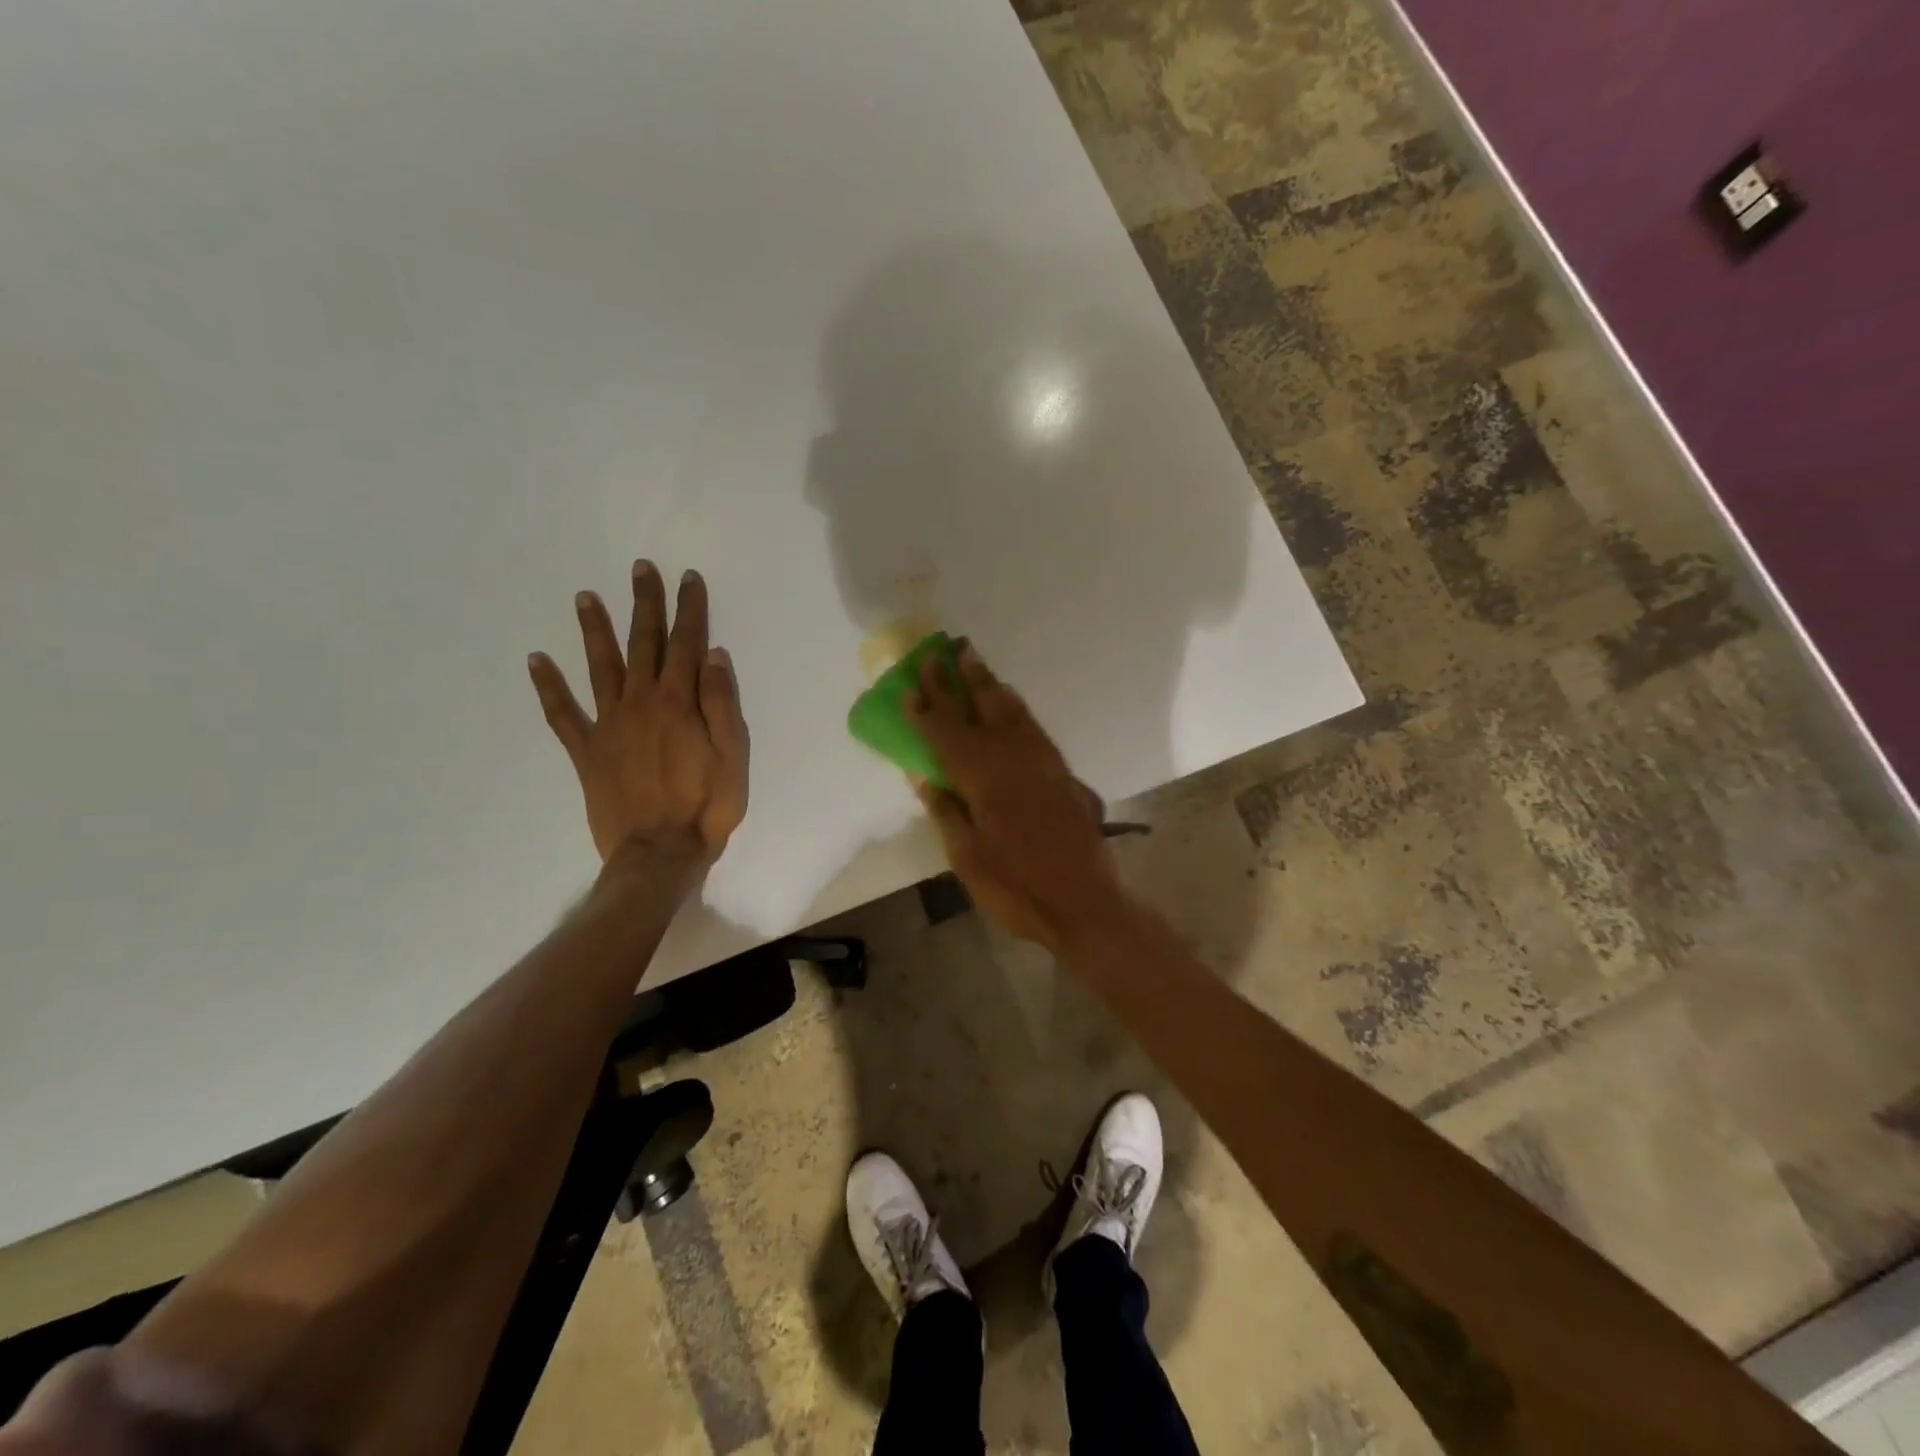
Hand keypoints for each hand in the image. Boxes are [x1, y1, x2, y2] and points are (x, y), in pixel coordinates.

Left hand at [528, 562, 749, 865]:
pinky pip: (563, 714)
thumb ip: (721, 703)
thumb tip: (712, 654)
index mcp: (679, 703)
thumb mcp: (733, 756)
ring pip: (600, 667)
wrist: (659, 853)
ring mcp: (609, 725)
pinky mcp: (586, 751)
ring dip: (594, 630)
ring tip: (584, 596)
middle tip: (640, 568)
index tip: (688, 578)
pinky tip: (536, 661)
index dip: (689, 608)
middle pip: (643, 644)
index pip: (686, 643)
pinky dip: (548, 687)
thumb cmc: (707, 806)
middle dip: (645, 604)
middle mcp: (641, 703)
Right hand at [908, 644, 1124, 950]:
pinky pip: (1032, 726)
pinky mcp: (1061, 772)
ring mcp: (1042, 762)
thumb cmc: (1016, 888)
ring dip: (989, 683)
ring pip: (1010, 710)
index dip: (927, 709)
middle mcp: (1014, 758)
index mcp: (984, 778)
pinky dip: (1015, 707)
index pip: (947, 734)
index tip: (911, 683)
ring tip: (974, 660)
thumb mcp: (968, 858)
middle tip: (945, 648)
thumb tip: (923, 776)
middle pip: (981, 708)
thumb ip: (946, 811)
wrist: (1084, 904)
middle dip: (959, 678)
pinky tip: (1009, 702)